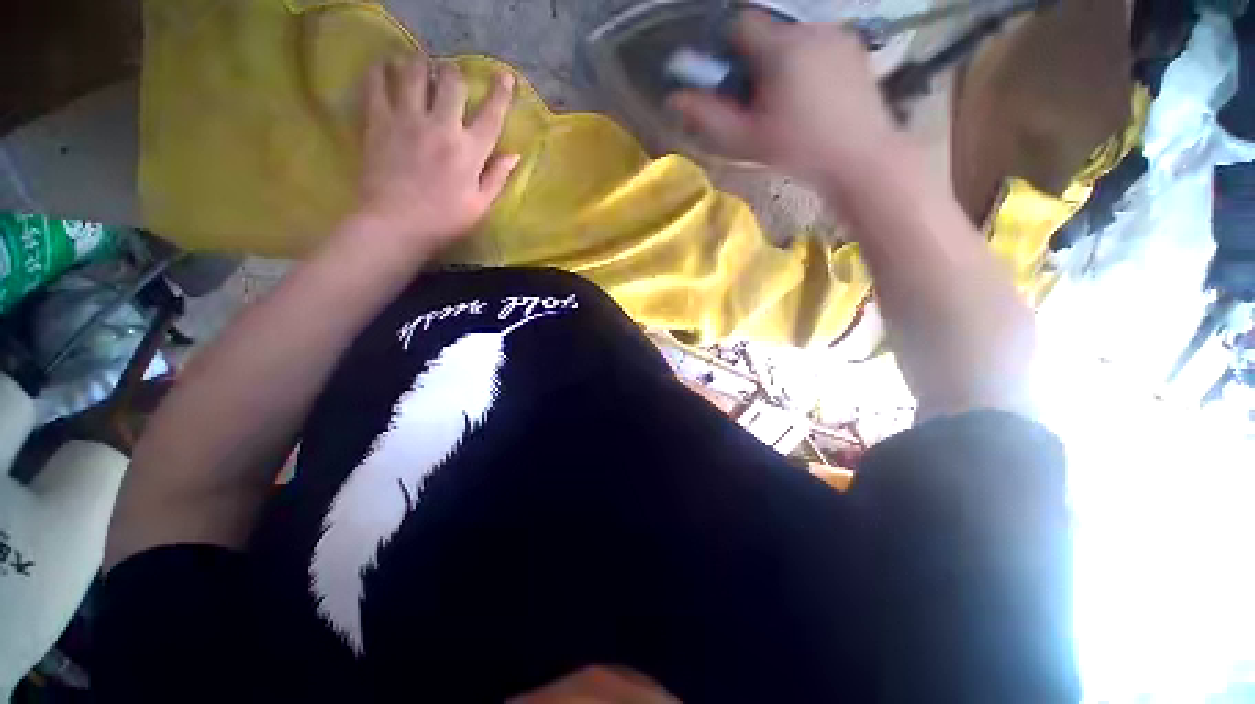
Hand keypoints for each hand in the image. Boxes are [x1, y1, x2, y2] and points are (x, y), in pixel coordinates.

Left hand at [356, 54, 518, 249]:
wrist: (395, 226)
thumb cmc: (444, 221)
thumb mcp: (480, 206)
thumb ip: (497, 177)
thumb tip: (515, 155)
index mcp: (470, 151)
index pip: (491, 114)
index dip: (501, 92)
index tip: (505, 75)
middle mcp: (441, 127)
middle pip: (451, 81)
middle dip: (454, 73)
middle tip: (450, 78)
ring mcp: (407, 120)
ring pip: (412, 71)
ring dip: (419, 64)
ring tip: (418, 68)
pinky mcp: (378, 121)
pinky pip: (376, 83)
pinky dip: (380, 70)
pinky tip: (384, 70)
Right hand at [670, 13, 904, 189]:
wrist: (860, 157)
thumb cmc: (798, 150)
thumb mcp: (745, 140)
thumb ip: (707, 117)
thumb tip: (673, 98)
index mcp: (780, 47)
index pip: (740, 24)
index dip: (727, 50)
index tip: (730, 83)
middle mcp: (810, 29)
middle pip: (767, 32)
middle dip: (755, 61)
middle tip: (758, 102)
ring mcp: (837, 35)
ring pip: (793, 38)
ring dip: (781, 62)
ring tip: (787, 103)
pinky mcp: (855, 48)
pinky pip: (818, 44)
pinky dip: (806, 63)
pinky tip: (812, 97)